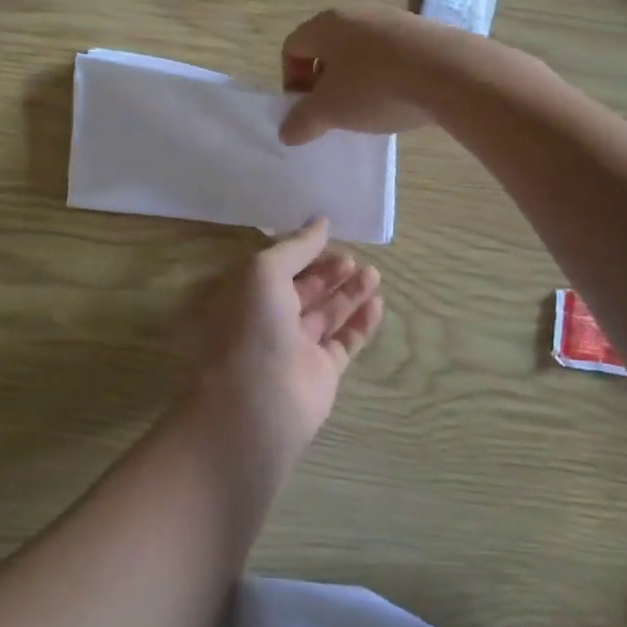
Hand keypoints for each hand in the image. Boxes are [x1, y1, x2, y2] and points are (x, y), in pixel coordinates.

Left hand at [190, 219, 383, 459]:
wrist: (259, 403)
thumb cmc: (254, 327)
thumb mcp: (266, 272)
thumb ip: (296, 247)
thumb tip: (321, 223)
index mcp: (249, 294)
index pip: (280, 268)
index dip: (304, 254)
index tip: (331, 239)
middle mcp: (270, 319)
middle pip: (305, 289)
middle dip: (330, 273)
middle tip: (356, 259)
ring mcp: (297, 347)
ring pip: (327, 314)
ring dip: (350, 293)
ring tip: (374, 274)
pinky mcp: (321, 372)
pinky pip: (344, 341)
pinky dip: (360, 323)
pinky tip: (377, 304)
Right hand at [280, 6, 457, 145]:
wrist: (450, 72)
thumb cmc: (374, 87)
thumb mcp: (330, 111)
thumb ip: (302, 121)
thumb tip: (286, 132)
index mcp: (325, 24)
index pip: (292, 48)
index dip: (292, 81)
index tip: (307, 110)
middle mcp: (355, 13)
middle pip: (326, 48)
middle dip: (324, 82)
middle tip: (335, 111)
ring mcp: (392, 19)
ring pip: (360, 51)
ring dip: (356, 80)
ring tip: (370, 108)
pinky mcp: (423, 31)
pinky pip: (391, 54)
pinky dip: (386, 75)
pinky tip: (400, 98)